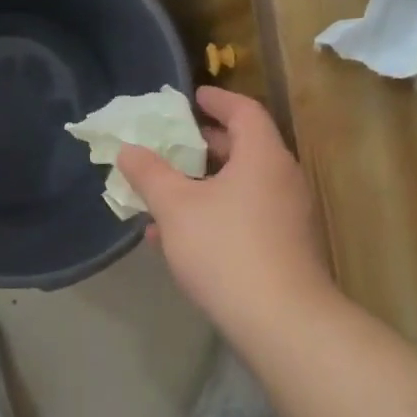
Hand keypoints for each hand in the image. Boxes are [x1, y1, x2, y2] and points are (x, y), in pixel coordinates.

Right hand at [116, 87, 332, 335]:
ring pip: (241, 186)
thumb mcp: (175, 207)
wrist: (279, 320)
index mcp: (262, 157)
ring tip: (166, 190)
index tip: (194, 96)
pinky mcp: (284, 247)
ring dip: (204, 184)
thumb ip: (149, 174)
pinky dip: (213, 213)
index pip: (244, 111)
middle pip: (245, 148)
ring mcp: (287, 216)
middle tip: (175, 142)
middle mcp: (282, 179)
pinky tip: (176, 237)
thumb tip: (128, 149)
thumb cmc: (225, 248)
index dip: (218, 99)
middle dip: (206, 144)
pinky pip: (244, 215)